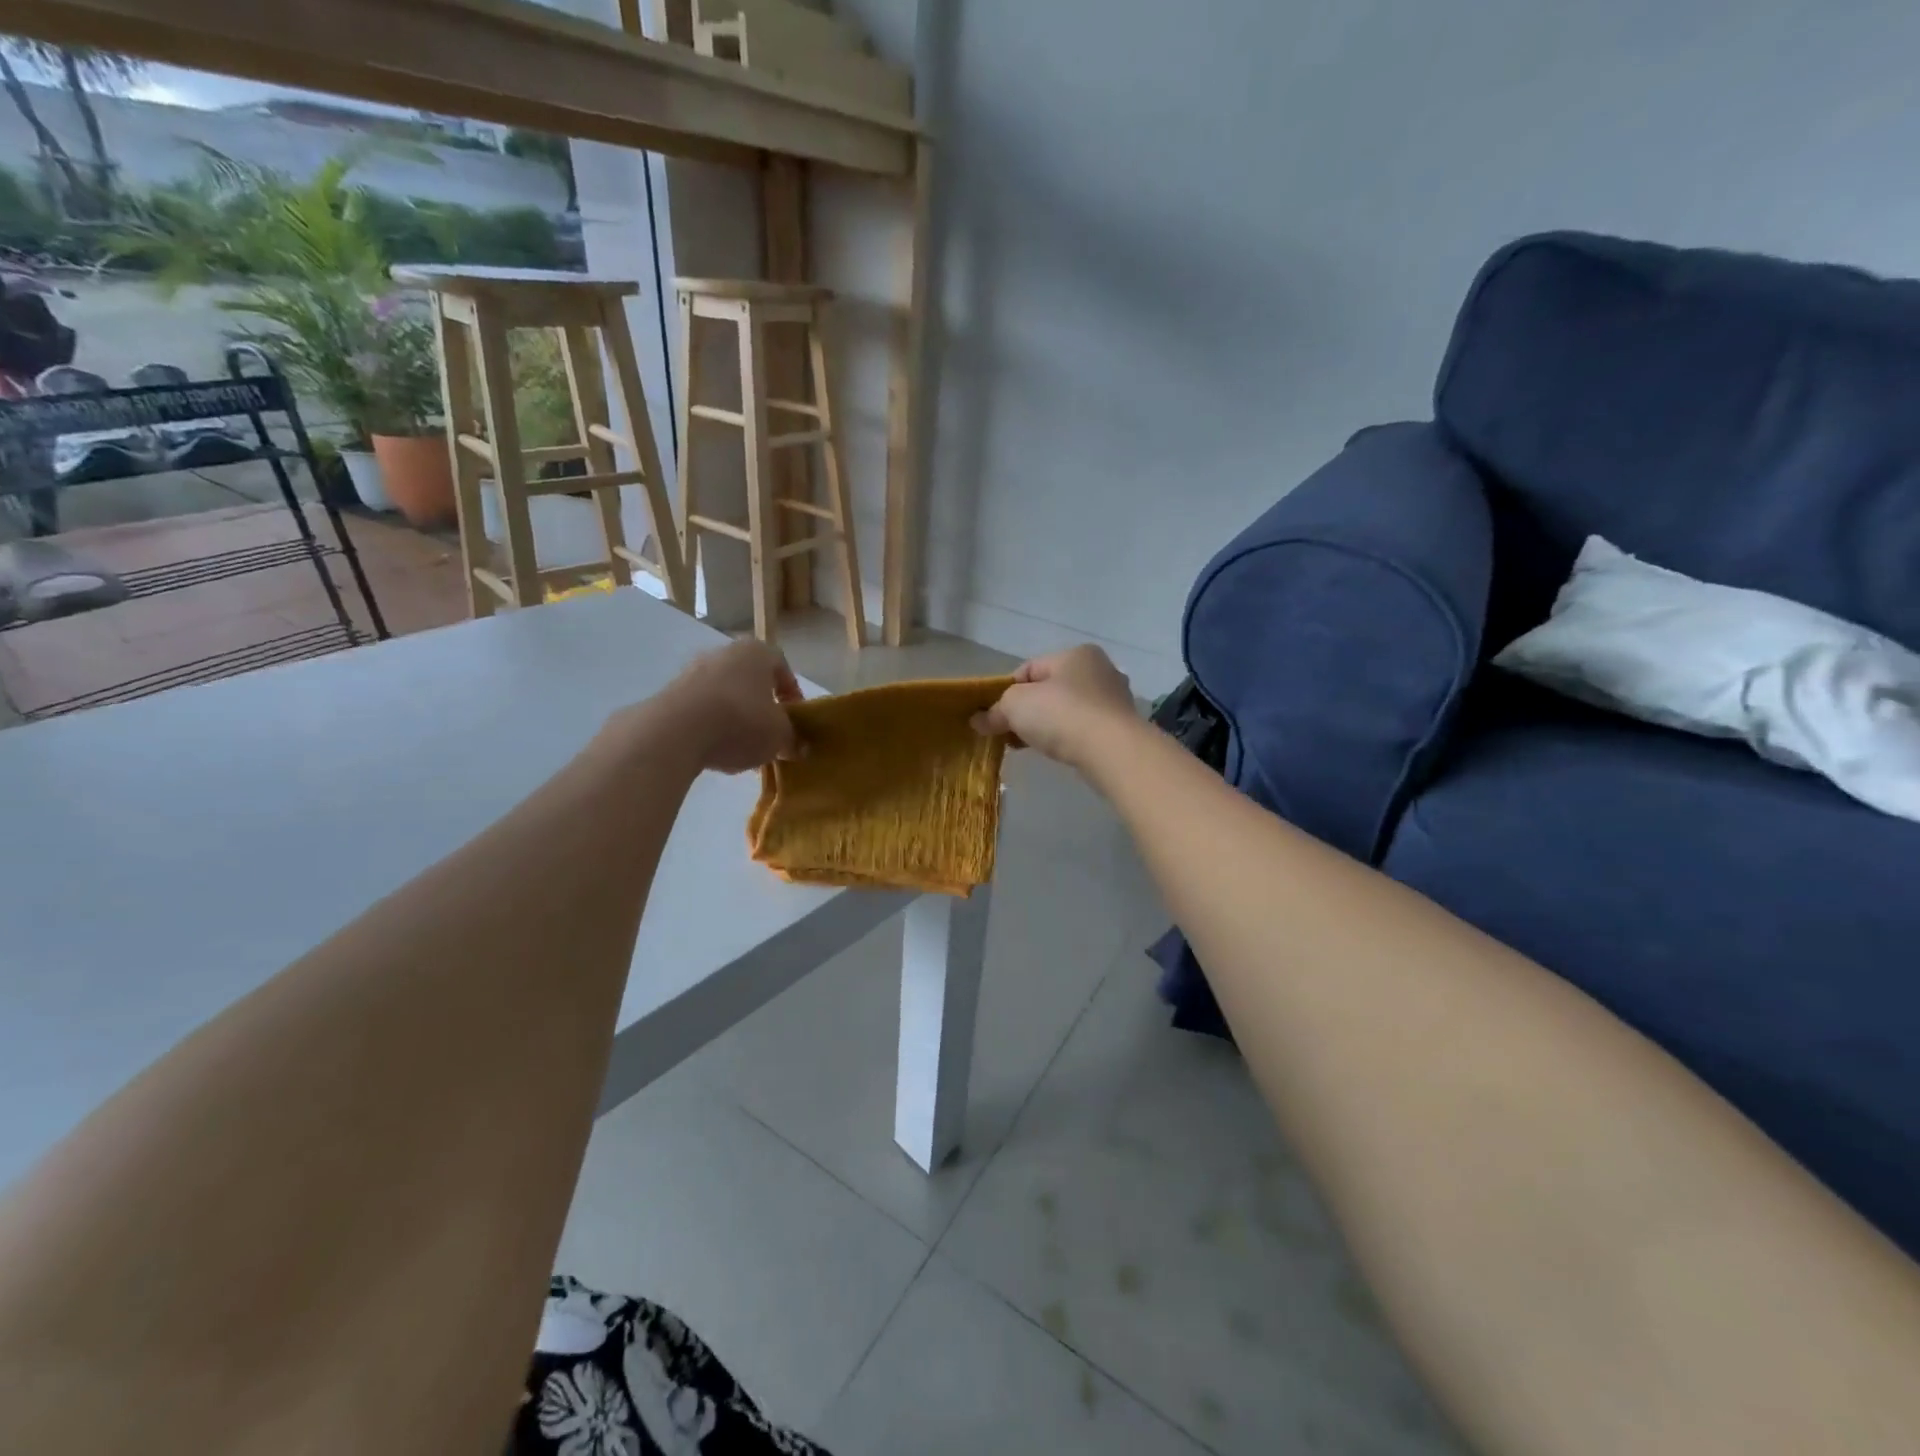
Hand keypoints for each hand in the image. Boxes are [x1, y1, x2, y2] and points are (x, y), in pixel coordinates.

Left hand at [655, 640, 803, 773]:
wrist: (675, 731)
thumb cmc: (741, 721)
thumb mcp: (779, 736)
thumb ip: (792, 739)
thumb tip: (799, 747)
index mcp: (757, 652)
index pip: (782, 666)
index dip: (792, 692)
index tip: (794, 717)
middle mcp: (724, 652)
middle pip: (750, 679)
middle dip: (762, 705)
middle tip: (769, 732)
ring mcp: (693, 670)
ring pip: (724, 693)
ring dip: (735, 715)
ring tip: (741, 745)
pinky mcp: (670, 692)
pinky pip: (700, 707)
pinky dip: (710, 724)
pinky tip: (714, 748)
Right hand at [972, 646, 1135, 765]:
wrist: (1111, 750)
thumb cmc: (1061, 714)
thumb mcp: (1016, 706)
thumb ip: (995, 711)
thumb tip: (977, 721)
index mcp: (1076, 654)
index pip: (1030, 669)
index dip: (1007, 691)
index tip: (995, 716)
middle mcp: (1100, 670)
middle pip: (1050, 689)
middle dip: (1028, 711)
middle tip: (1010, 732)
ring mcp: (1114, 699)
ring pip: (1068, 710)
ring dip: (1047, 725)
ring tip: (1031, 745)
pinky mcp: (1120, 726)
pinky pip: (1084, 728)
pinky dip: (1068, 737)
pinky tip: (1057, 751)